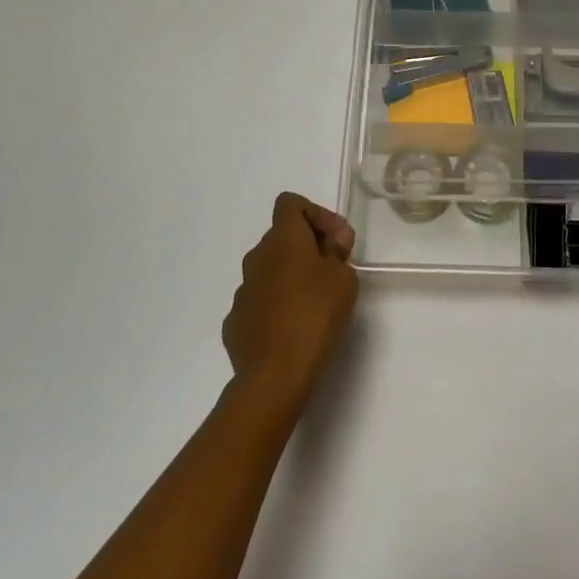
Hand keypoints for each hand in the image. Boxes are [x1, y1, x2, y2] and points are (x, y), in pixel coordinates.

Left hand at [223, 194, 358, 410]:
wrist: (274, 375)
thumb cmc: (315, 314)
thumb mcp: (343, 278)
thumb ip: (338, 252)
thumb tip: (332, 241)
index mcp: (282, 238)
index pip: (291, 204)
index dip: (316, 214)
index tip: (336, 239)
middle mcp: (256, 256)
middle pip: (281, 237)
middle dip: (307, 247)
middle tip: (333, 270)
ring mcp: (242, 290)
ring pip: (269, 270)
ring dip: (290, 276)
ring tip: (314, 303)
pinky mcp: (235, 322)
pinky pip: (259, 301)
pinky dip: (275, 305)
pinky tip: (292, 328)